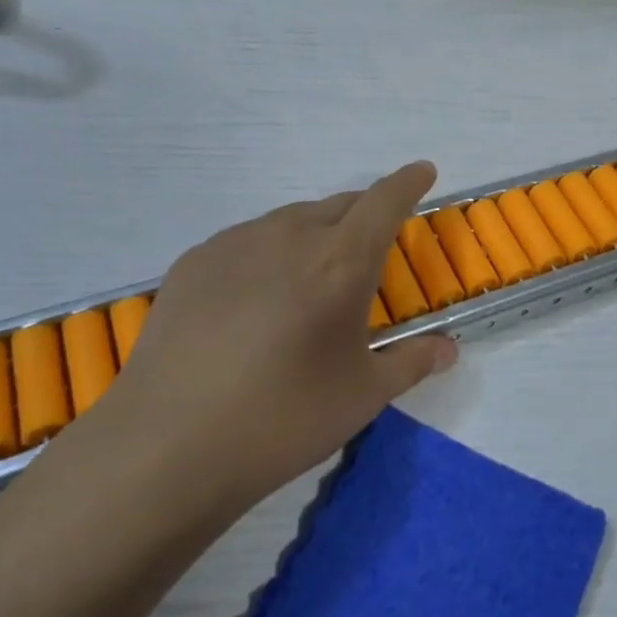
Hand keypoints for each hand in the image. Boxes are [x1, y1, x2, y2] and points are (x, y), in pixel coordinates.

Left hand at [64, 164, 457, 524]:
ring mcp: (235, 244)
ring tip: (311, 278)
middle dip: (364, 215)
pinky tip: (256, 298)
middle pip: (339, 206)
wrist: (167, 445)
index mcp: (340, 261)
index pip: (385, 201)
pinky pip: (247, 241)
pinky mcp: (193, 262)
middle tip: (370, 247)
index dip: (408, 182)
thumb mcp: (362, 395)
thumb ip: (412, 362)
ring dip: (314, 235)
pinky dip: (268, 253)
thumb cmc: (283, 419)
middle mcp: (289, 236)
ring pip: (291, 221)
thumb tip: (448, 349)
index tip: (422, 171)